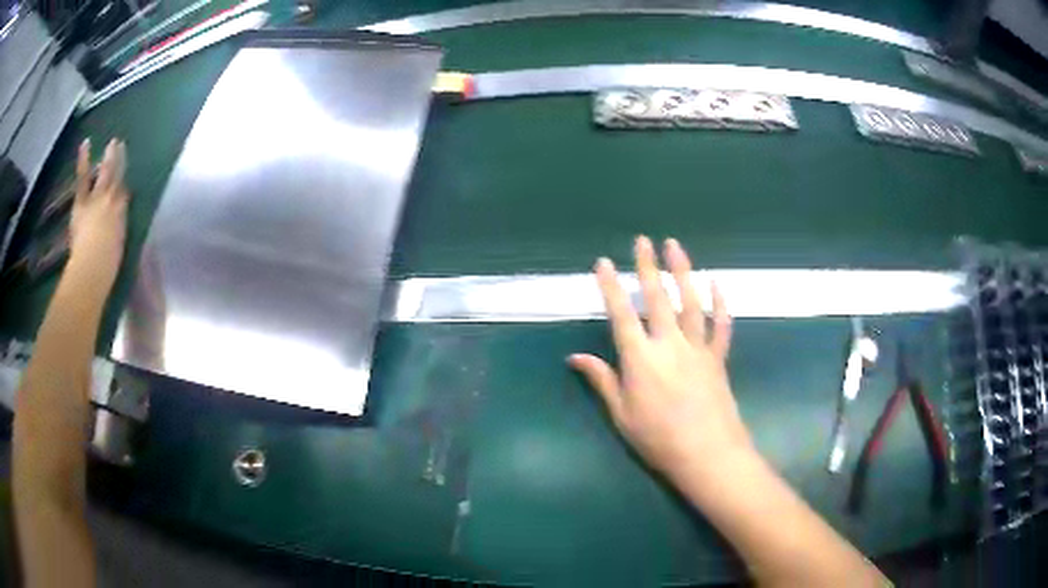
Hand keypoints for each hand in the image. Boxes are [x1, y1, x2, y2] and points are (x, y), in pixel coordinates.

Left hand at [69, 138, 129, 283]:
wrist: (91, 268)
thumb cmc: (105, 268)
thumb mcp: (114, 251)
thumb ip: (115, 236)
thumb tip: (114, 230)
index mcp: (122, 216)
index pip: (124, 198)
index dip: (124, 191)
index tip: (125, 186)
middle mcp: (113, 201)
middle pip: (119, 180)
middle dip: (121, 164)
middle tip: (123, 148)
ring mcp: (98, 199)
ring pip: (106, 173)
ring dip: (110, 157)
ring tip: (113, 142)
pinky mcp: (83, 201)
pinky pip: (83, 177)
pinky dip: (84, 159)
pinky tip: (85, 143)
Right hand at [569, 236, 753, 481]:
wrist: (707, 454)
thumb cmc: (658, 439)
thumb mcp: (622, 414)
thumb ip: (602, 380)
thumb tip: (574, 357)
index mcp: (641, 359)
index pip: (622, 314)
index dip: (610, 287)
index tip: (603, 262)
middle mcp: (669, 344)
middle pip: (657, 298)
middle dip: (647, 267)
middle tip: (643, 240)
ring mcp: (698, 348)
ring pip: (690, 302)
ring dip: (682, 271)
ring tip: (675, 246)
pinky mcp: (718, 358)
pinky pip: (720, 325)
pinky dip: (719, 303)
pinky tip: (716, 284)